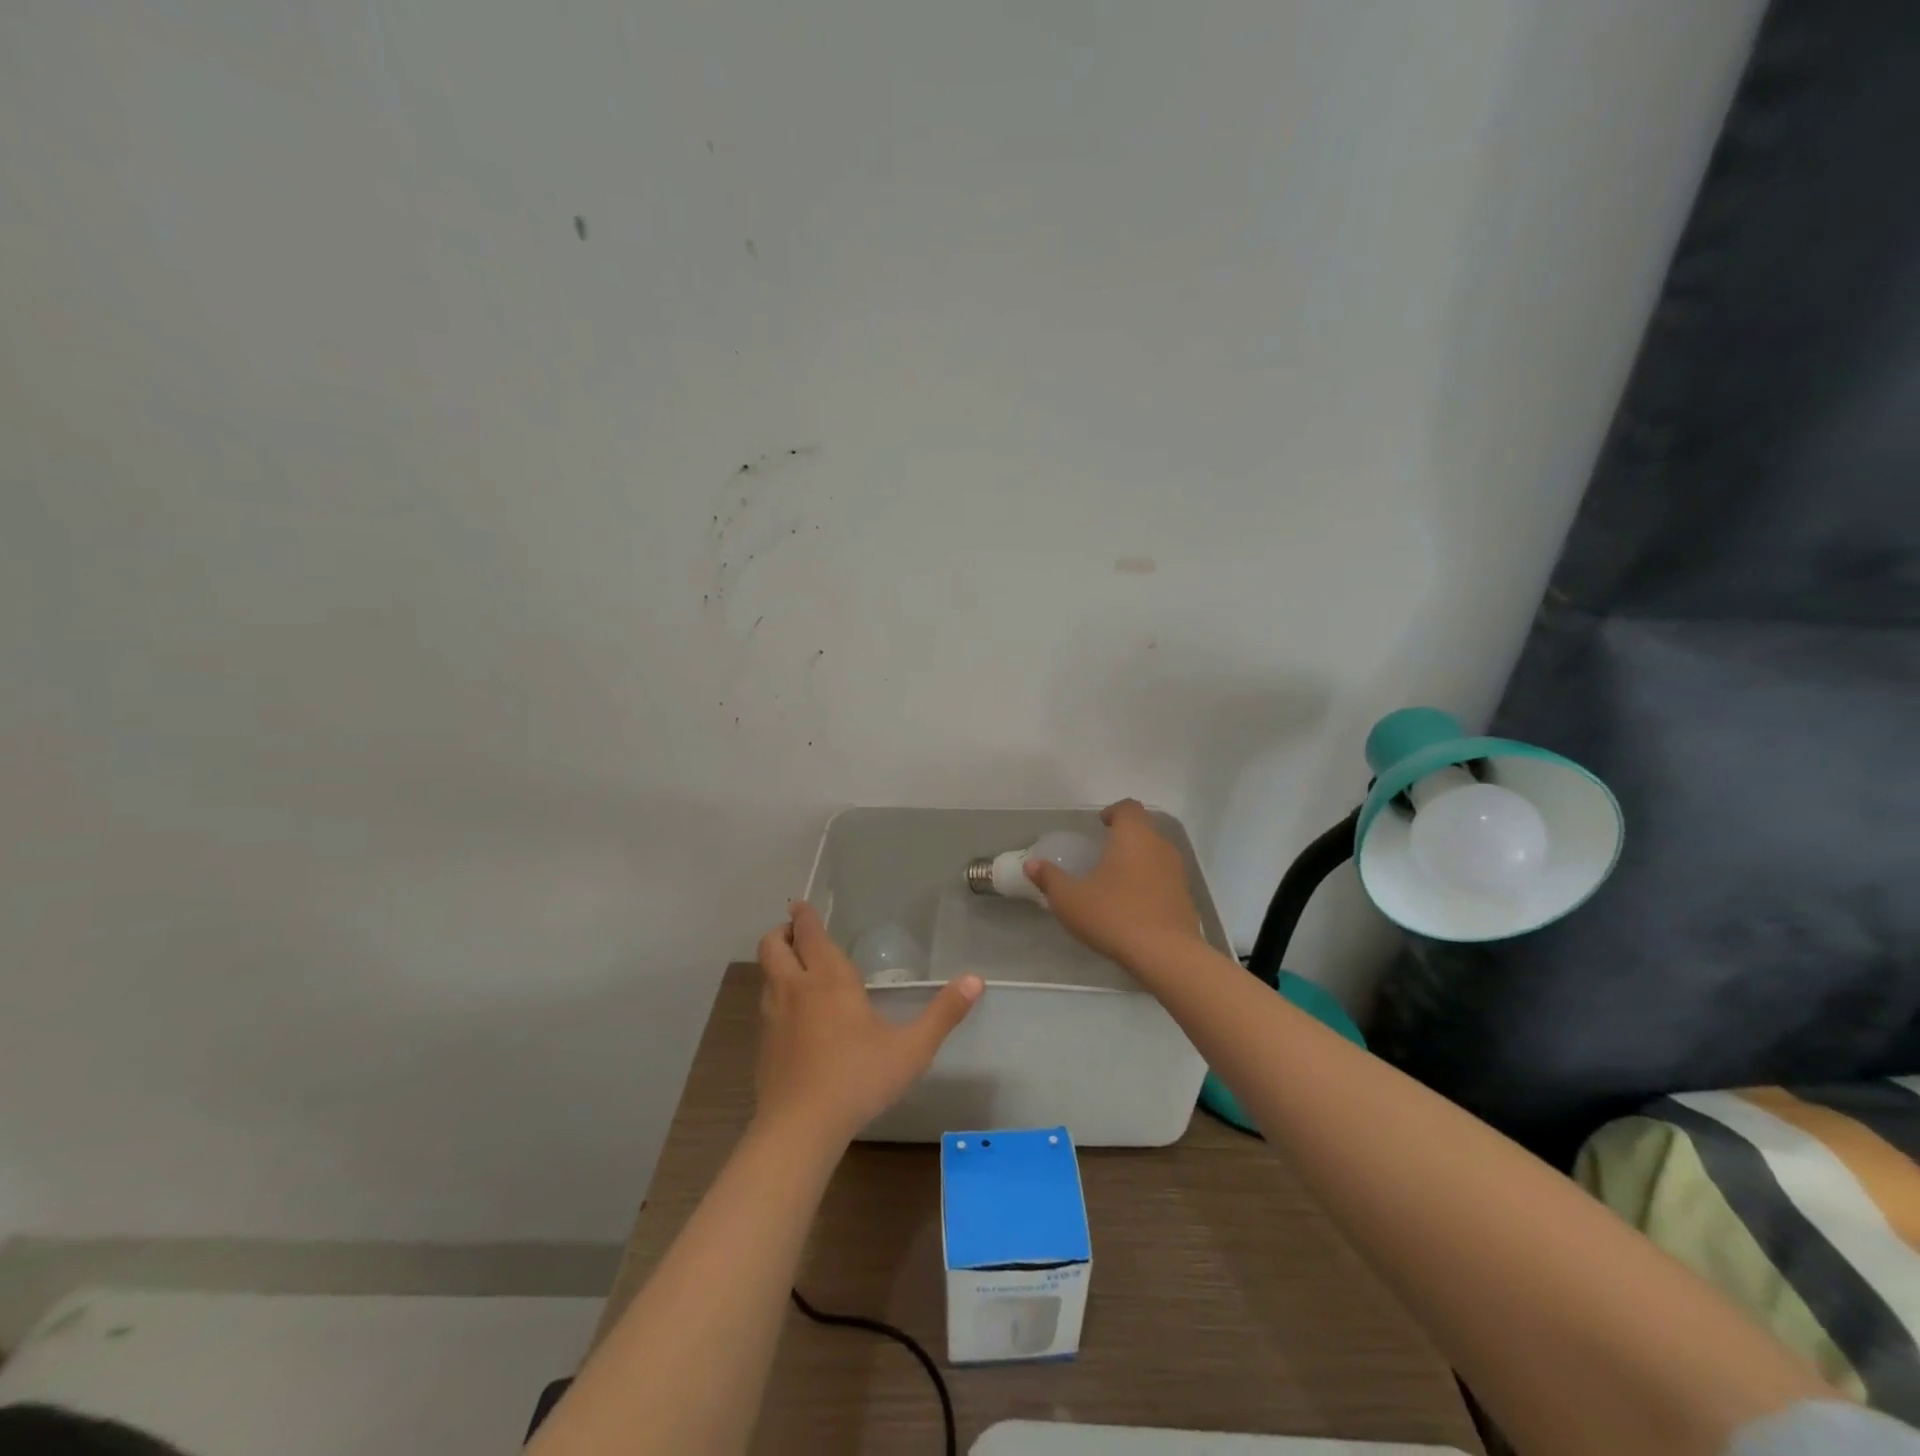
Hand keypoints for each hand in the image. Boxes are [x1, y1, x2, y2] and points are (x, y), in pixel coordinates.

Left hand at [753, 902, 982, 1145]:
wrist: (800, 1128)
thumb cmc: (858, 1078)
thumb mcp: (912, 1048)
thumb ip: (943, 1013)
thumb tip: (976, 980)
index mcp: (829, 979)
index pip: (808, 933)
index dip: (804, 916)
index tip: (802, 905)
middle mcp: (795, 989)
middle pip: (772, 945)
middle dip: (782, 933)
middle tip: (796, 934)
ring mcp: (772, 1018)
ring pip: (766, 975)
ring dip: (777, 965)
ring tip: (798, 970)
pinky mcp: (763, 1047)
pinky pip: (766, 1008)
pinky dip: (776, 998)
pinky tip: (795, 1019)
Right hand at [1024, 799, 1201, 964]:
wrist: (1166, 955)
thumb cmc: (1114, 915)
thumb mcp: (1070, 899)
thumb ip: (1050, 878)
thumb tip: (1031, 864)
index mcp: (1134, 836)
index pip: (1129, 808)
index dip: (1114, 812)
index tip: (1100, 824)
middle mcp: (1160, 846)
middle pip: (1144, 829)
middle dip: (1125, 836)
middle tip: (1103, 852)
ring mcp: (1178, 872)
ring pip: (1157, 854)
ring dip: (1139, 860)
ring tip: (1117, 879)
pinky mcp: (1185, 898)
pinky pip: (1165, 879)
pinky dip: (1150, 883)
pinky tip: (1134, 904)